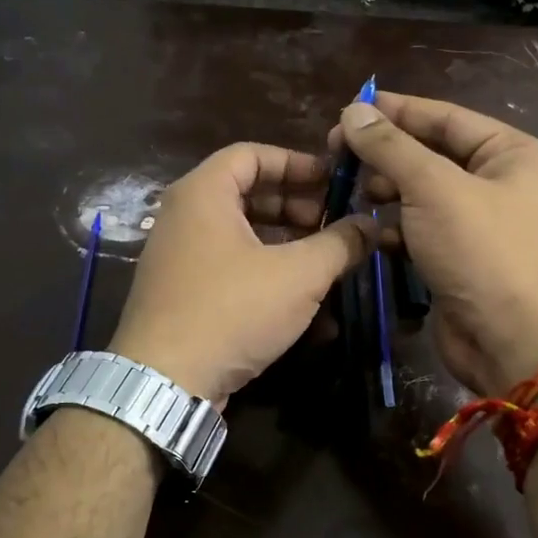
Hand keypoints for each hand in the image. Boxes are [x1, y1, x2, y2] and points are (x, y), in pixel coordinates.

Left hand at [108, 144, 373, 403]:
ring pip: (241, 237)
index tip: (333, 183)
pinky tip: (303, 306)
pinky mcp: (182, 295)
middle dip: (296, 208)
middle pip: (247, 195)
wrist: (165, 382)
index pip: (252, 154)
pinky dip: (265, 276)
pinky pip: (230, 270)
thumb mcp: (298, 275)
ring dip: (287, 246)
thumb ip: (340, 243)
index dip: (297, 163)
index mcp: (203, 194)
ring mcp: (179, 258)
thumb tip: (371, 224)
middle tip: (333, 225)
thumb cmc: (232, 310)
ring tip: (325, 264)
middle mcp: (184, 218)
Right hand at [331, 91, 537, 395]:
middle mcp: (502, 183)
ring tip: (355, 191)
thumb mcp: (433, 188)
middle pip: (434, 154)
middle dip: (388, 154)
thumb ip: (391, 147)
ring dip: (389, 191)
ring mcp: (482, 224)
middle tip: (339, 155)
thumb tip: (352, 111)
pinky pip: (423, 230)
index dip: (397, 111)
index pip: (447, 117)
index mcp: (513, 154)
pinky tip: (370, 232)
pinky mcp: (462, 258)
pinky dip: (397, 228)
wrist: (509, 340)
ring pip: (424, 194)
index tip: (350, 109)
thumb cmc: (481, 251)